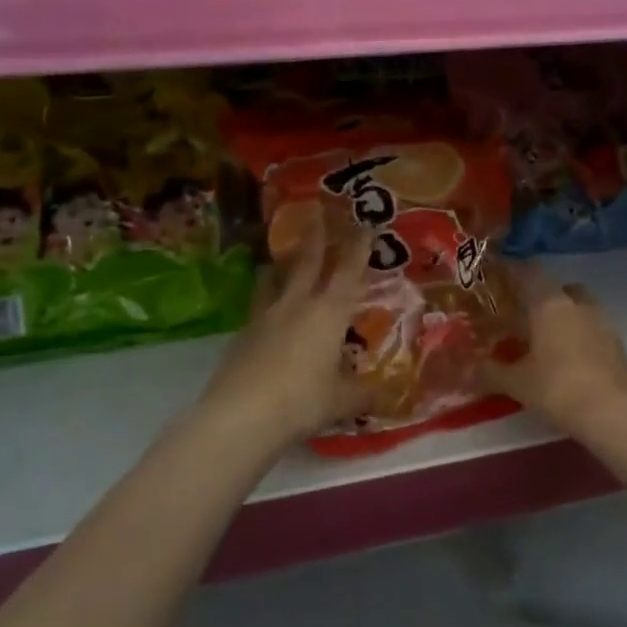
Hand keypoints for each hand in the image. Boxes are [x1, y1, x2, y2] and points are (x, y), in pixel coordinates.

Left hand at [197, 225, 374, 447]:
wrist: (241, 415)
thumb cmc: (302, 401)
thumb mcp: (342, 401)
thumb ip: (363, 393)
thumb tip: (385, 395)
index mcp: (328, 313)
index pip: (348, 271)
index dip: (358, 247)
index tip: (363, 225)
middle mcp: (296, 305)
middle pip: (307, 262)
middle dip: (316, 237)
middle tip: (317, 211)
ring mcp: (264, 317)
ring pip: (275, 279)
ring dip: (284, 264)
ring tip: (285, 257)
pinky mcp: (242, 335)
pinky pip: (259, 307)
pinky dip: (268, 299)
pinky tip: (269, 312)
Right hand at [481, 272, 626, 436]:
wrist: (614, 412)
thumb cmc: (558, 387)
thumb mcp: (517, 382)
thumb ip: (489, 371)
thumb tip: (463, 367)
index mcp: (549, 304)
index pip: (529, 272)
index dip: (512, 271)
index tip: (496, 276)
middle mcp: (577, 304)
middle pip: (558, 288)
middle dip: (541, 297)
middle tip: (521, 313)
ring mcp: (601, 322)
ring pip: (578, 307)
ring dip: (562, 316)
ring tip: (543, 338)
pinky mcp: (616, 344)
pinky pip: (591, 328)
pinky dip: (577, 335)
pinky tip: (565, 358)